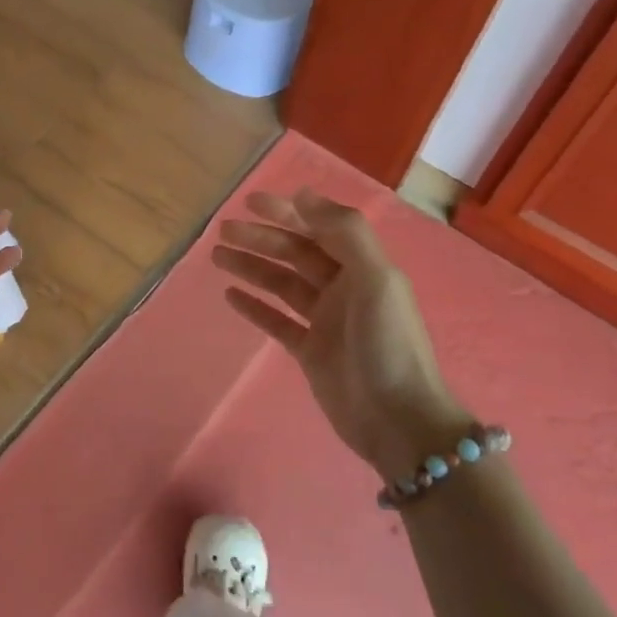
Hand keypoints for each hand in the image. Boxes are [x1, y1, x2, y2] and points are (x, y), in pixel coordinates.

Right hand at [214, 187, 470, 480]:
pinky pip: (277, 321)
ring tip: (217, 256)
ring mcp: (325, 321)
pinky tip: (230, 295)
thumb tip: (303, 194)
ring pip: (282, 284)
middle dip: (261, 238)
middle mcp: (344, 288)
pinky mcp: (310, 352)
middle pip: (295, 254)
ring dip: (252, 267)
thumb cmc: (388, 344)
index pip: (319, 228)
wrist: (398, 421)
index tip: (251, 202)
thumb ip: (344, 233)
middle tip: (224, 230)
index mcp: (363, 268)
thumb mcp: (376, 279)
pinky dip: (255, 306)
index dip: (287, 212)